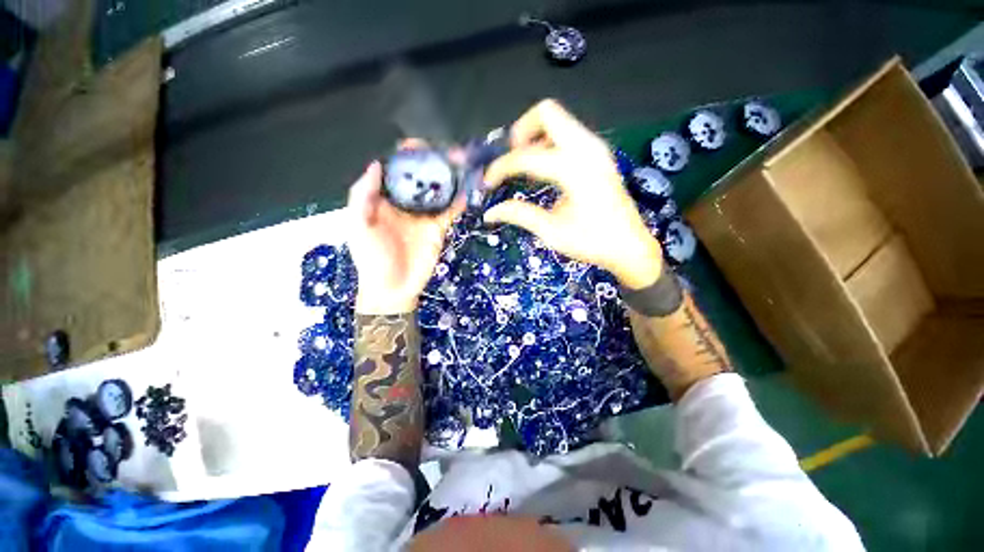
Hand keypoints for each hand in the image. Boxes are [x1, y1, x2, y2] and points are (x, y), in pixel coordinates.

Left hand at [347, 140, 463, 313]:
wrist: (393, 288)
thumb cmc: (372, 258)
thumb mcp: (359, 226)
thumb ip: (363, 196)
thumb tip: (376, 164)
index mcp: (385, 199)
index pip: (397, 171)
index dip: (406, 157)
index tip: (419, 146)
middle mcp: (407, 203)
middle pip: (422, 177)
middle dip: (435, 163)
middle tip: (450, 152)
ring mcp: (425, 215)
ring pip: (439, 191)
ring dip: (451, 177)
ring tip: (463, 163)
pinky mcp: (439, 228)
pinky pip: (451, 211)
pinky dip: (460, 200)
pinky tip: (469, 188)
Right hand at [483, 99, 663, 288]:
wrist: (629, 247)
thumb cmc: (592, 242)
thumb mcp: (552, 232)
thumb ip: (519, 215)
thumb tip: (490, 212)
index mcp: (575, 170)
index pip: (526, 157)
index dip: (501, 168)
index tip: (487, 182)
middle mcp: (588, 149)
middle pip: (547, 113)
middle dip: (521, 132)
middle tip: (510, 159)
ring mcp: (596, 148)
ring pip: (559, 121)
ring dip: (535, 137)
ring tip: (523, 166)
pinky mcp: (599, 155)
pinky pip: (569, 134)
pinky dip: (549, 144)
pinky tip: (543, 171)